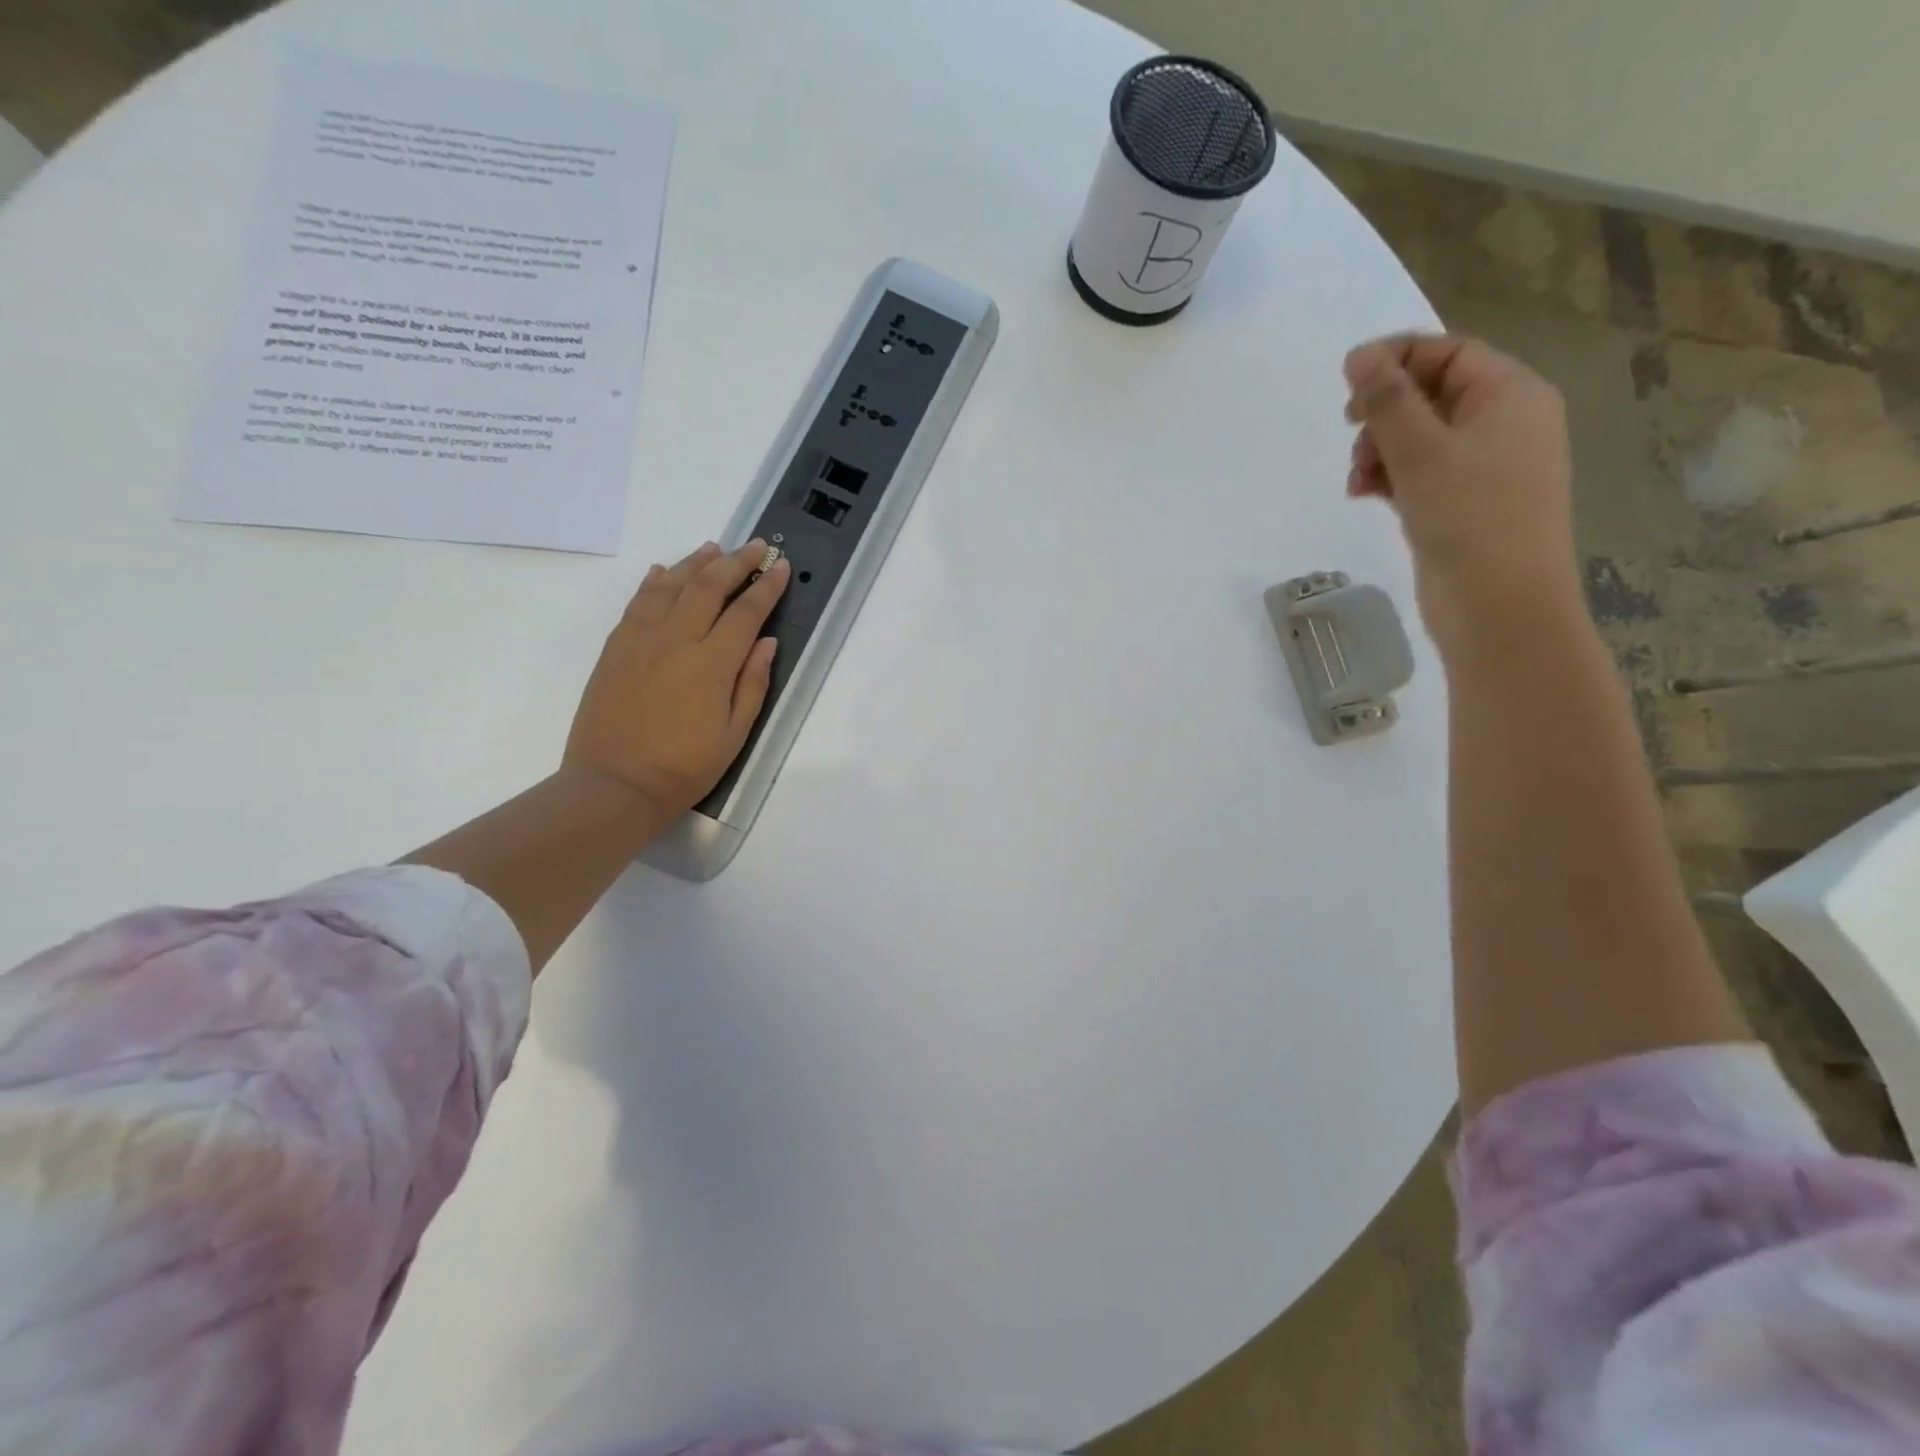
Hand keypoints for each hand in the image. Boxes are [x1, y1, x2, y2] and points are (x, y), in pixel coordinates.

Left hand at [564, 540, 789, 816]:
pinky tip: (663, 573)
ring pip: (670, 586)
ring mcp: (640, 641)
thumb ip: (752, 683)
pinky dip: (654, 583)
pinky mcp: (615, 649)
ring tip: (713, 549)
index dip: (766, 587)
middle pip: (708, 587)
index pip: (746, 613)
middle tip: (755, 547)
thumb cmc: (684, 767)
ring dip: (695, 563)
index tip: (780, 567)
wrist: (614, 785)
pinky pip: (637, 604)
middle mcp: (676, 641)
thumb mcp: (735, 734)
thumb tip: (766, 642)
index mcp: (712, 664)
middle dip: (736, 562)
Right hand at [1344, 334, 1582, 658]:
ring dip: (1380, 449)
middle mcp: (1504, 423)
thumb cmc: (1469, 518)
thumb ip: (1387, 400)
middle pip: (1430, 394)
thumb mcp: (1421, 451)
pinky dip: (1390, 478)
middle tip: (1350, 433)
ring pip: (1420, 438)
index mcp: (1511, 395)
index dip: (1395, 360)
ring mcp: (1484, 468)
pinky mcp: (1463, 504)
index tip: (1345, 384)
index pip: (1448, 353)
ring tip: (1357, 480)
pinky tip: (1364, 495)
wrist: (1499, 605)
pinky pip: (1420, 473)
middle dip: (1383, 413)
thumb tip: (1359, 355)